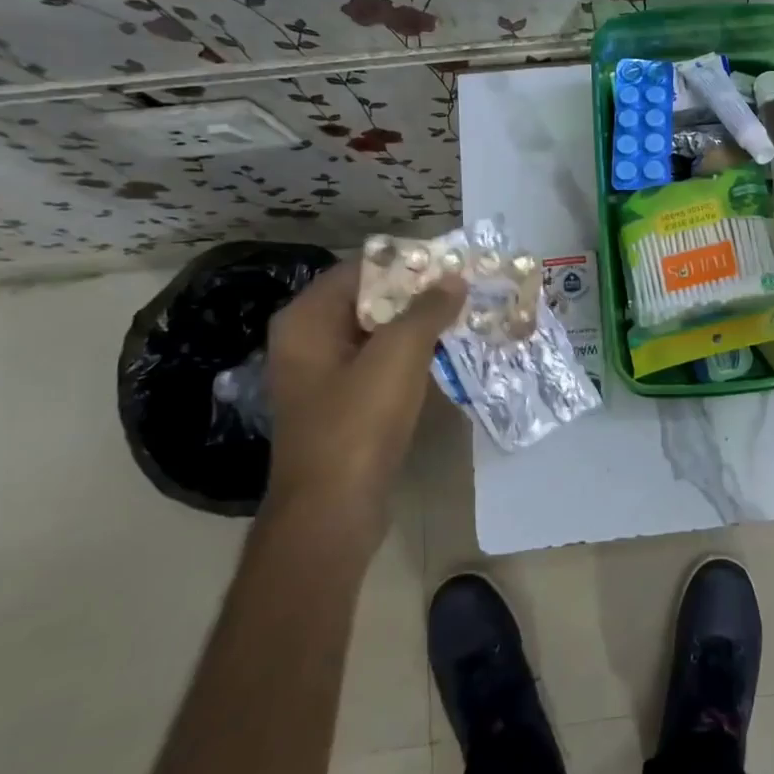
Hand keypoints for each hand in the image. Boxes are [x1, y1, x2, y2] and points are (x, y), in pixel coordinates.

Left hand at [262, 259, 466, 534]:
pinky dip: (411, 355)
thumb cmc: (358, 424)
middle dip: (418, 293)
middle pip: (369, 299)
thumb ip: (427, 310)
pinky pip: (380, 364)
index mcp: (307, 321)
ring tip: (465, 316)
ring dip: (419, 325)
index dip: (406, 262)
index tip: (451, 262)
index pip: (360, 269)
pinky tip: (447, 354)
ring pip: (378, 334)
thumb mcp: (398, 356)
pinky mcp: (343, 405)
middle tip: (466, 288)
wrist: (333, 511)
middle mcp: (308, 341)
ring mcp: (324, 376)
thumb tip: (453, 279)